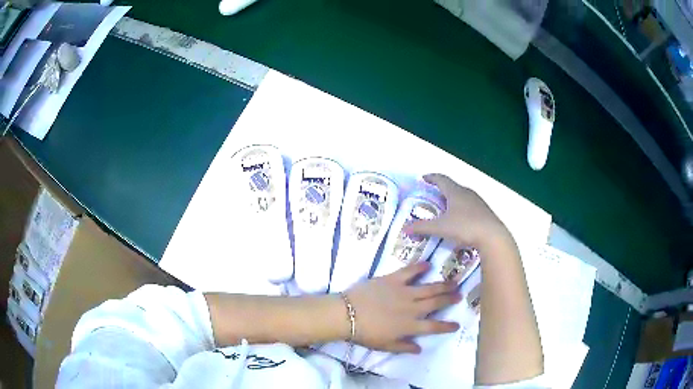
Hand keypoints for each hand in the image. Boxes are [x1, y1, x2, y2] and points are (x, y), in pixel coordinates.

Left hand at [346, 261, 460, 352]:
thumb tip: (419, 349)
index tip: (457, 324)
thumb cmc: (365, 333)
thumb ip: (403, 346)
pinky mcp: (392, 279)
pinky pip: (409, 271)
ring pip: (429, 287)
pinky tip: (429, 263)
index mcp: (410, 325)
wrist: (346, 314)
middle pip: (436, 303)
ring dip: (442, 284)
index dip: (447, 326)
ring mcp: (403, 292)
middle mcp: (412, 308)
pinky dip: (419, 267)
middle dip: (450, 299)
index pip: (434, 326)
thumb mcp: (385, 345)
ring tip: (454, 281)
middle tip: (460, 294)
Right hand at [404, 173, 509, 247]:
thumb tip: (405, 228)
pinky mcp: (484, 211)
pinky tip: (459, 220)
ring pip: (462, 196)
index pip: (441, 179)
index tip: (423, 178)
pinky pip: (469, 205)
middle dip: (441, 190)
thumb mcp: (440, 228)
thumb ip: (422, 227)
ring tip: (444, 209)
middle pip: (452, 187)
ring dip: (452, 199)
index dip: (431, 178)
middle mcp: (467, 192)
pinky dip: (461, 208)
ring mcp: (478, 201)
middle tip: (431, 197)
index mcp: (455, 191)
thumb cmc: (465, 227)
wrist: (492, 236)